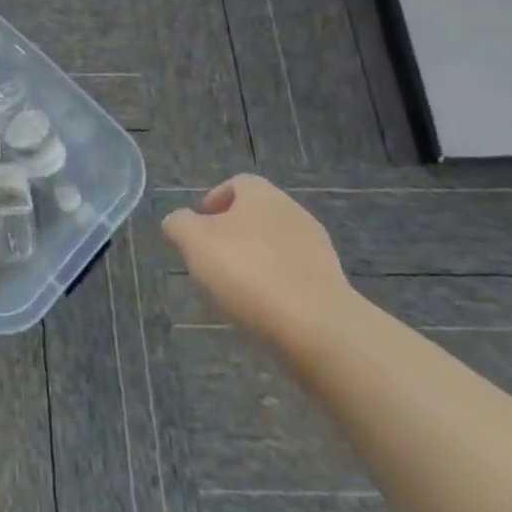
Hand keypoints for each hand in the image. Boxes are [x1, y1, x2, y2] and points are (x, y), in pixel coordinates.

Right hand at [161, 175, 353, 346]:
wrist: (318, 327)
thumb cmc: (247, 270)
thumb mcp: (192, 240)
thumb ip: (179, 224)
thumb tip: (179, 223)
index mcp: (262, 194)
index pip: (236, 184)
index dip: (213, 201)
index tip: (198, 228)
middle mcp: (293, 213)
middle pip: (256, 216)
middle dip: (233, 235)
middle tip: (212, 260)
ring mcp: (318, 251)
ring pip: (276, 247)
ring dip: (256, 262)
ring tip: (236, 291)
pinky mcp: (333, 286)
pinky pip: (294, 278)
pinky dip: (277, 288)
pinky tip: (264, 310)